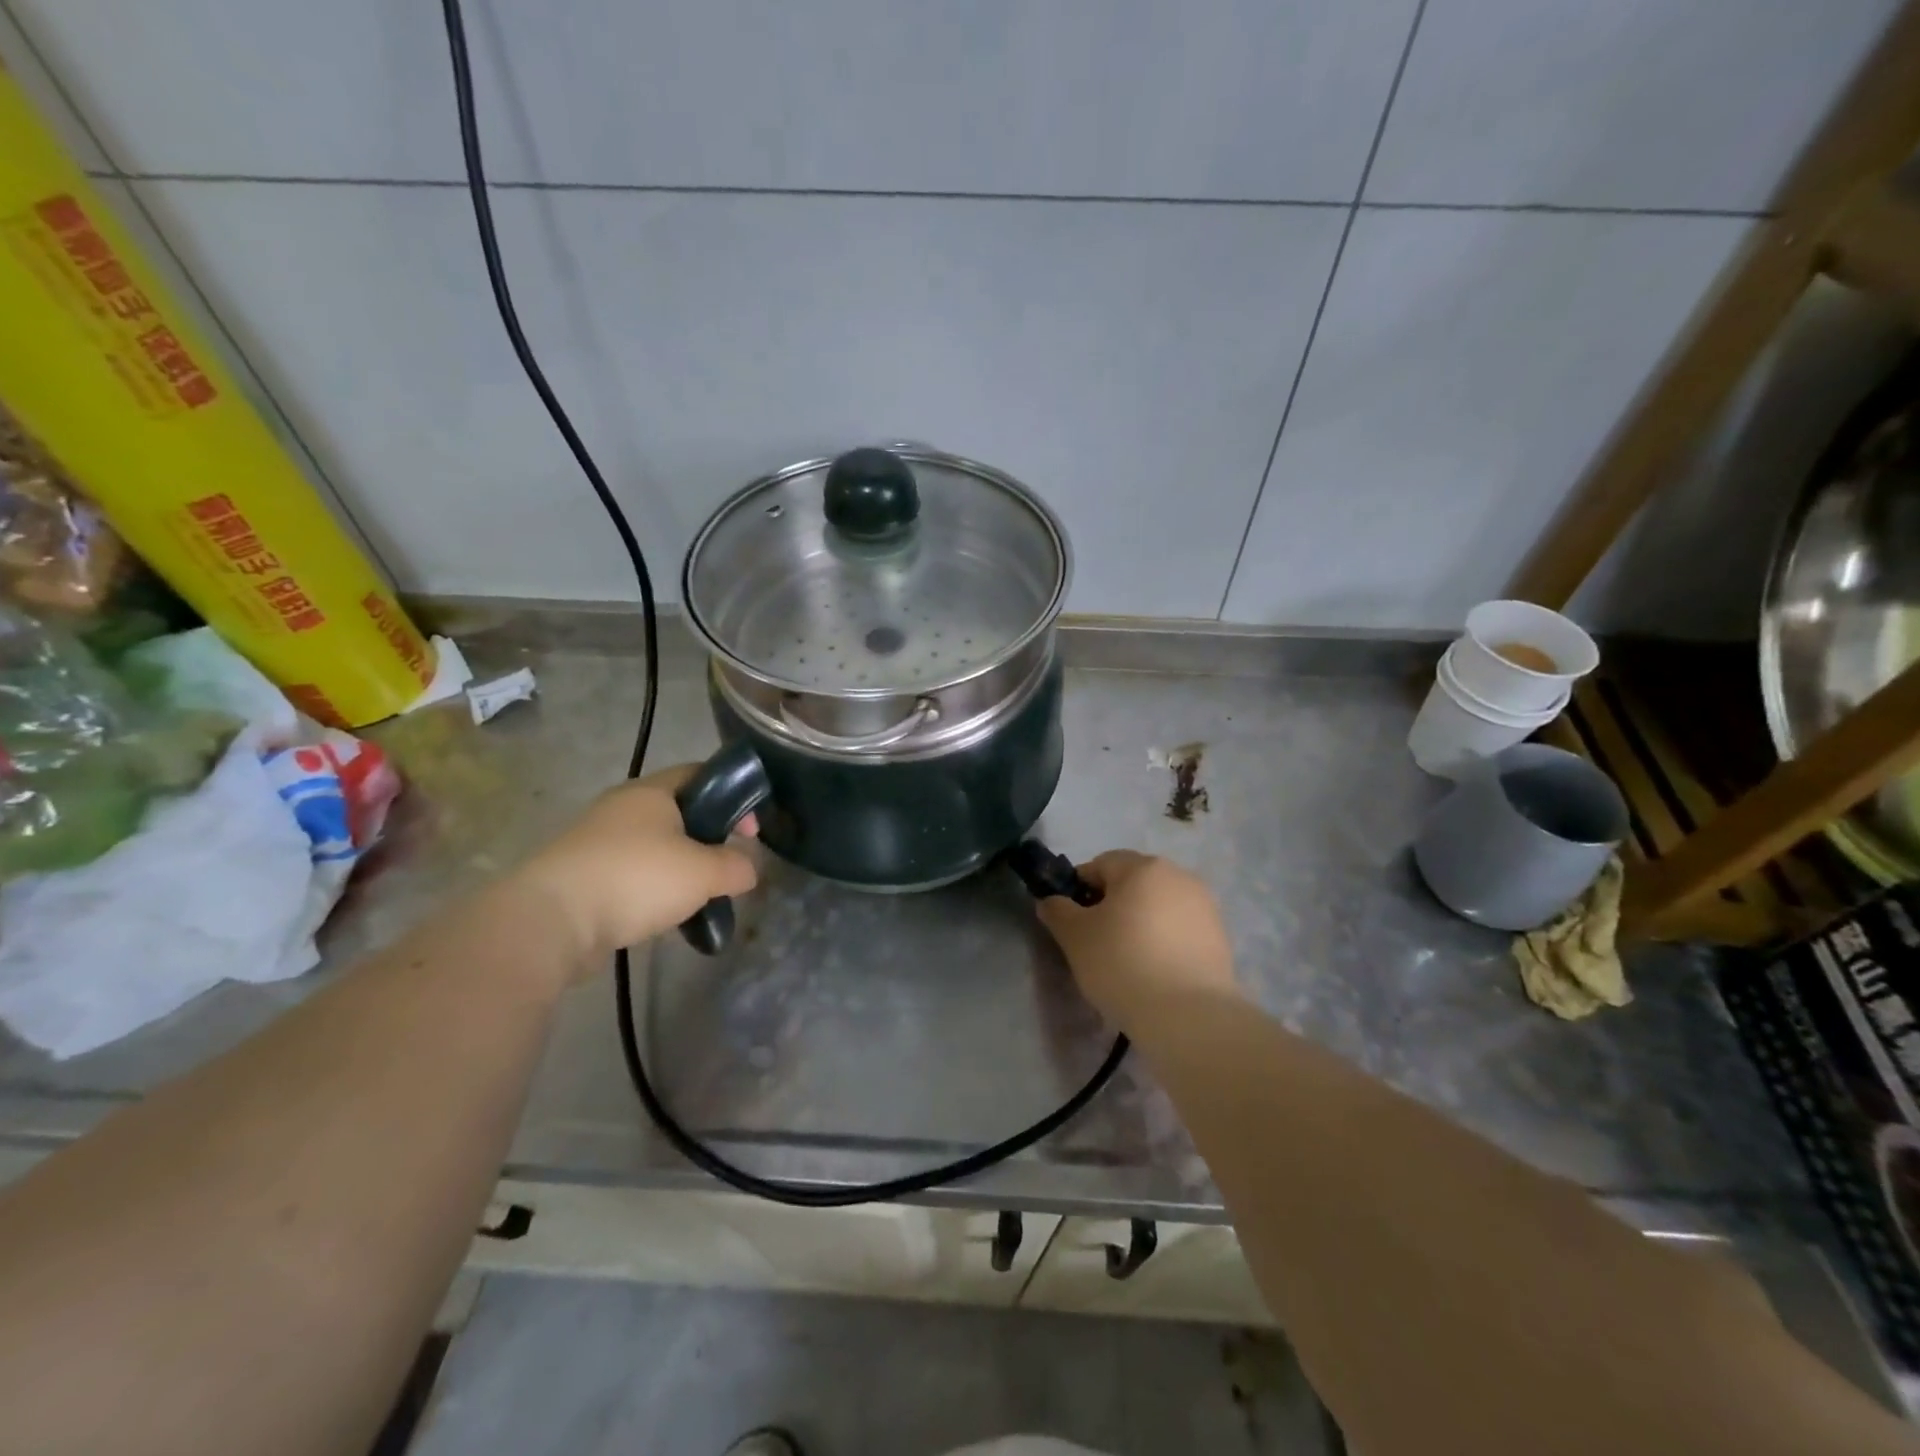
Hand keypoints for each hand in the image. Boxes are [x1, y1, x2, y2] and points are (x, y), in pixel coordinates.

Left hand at [514, 764, 758, 965]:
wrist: (552, 920)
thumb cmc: (636, 878)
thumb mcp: (703, 872)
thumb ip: (736, 866)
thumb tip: (748, 869)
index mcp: (651, 792)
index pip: (700, 774)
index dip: (733, 796)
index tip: (750, 831)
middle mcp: (622, 807)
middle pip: (679, 813)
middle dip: (708, 838)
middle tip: (727, 867)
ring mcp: (597, 841)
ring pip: (655, 846)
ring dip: (681, 868)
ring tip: (698, 898)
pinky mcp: (582, 875)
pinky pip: (631, 873)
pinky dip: (652, 889)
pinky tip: (664, 914)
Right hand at [1036, 850, 1238, 1027]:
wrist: (1189, 1016)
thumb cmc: (1123, 964)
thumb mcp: (1075, 937)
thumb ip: (1057, 911)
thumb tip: (1050, 900)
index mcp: (1143, 866)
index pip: (1100, 864)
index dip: (1079, 889)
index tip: (1071, 921)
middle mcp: (1178, 876)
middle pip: (1133, 882)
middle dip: (1112, 905)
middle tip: (1097, 942)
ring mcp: (1205, 906)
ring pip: (1158, 906)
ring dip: (1140, 923)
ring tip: (1128, 961)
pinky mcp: (1220, 938)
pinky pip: (1180, 930)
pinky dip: (1164, 942)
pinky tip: (1155, 973)